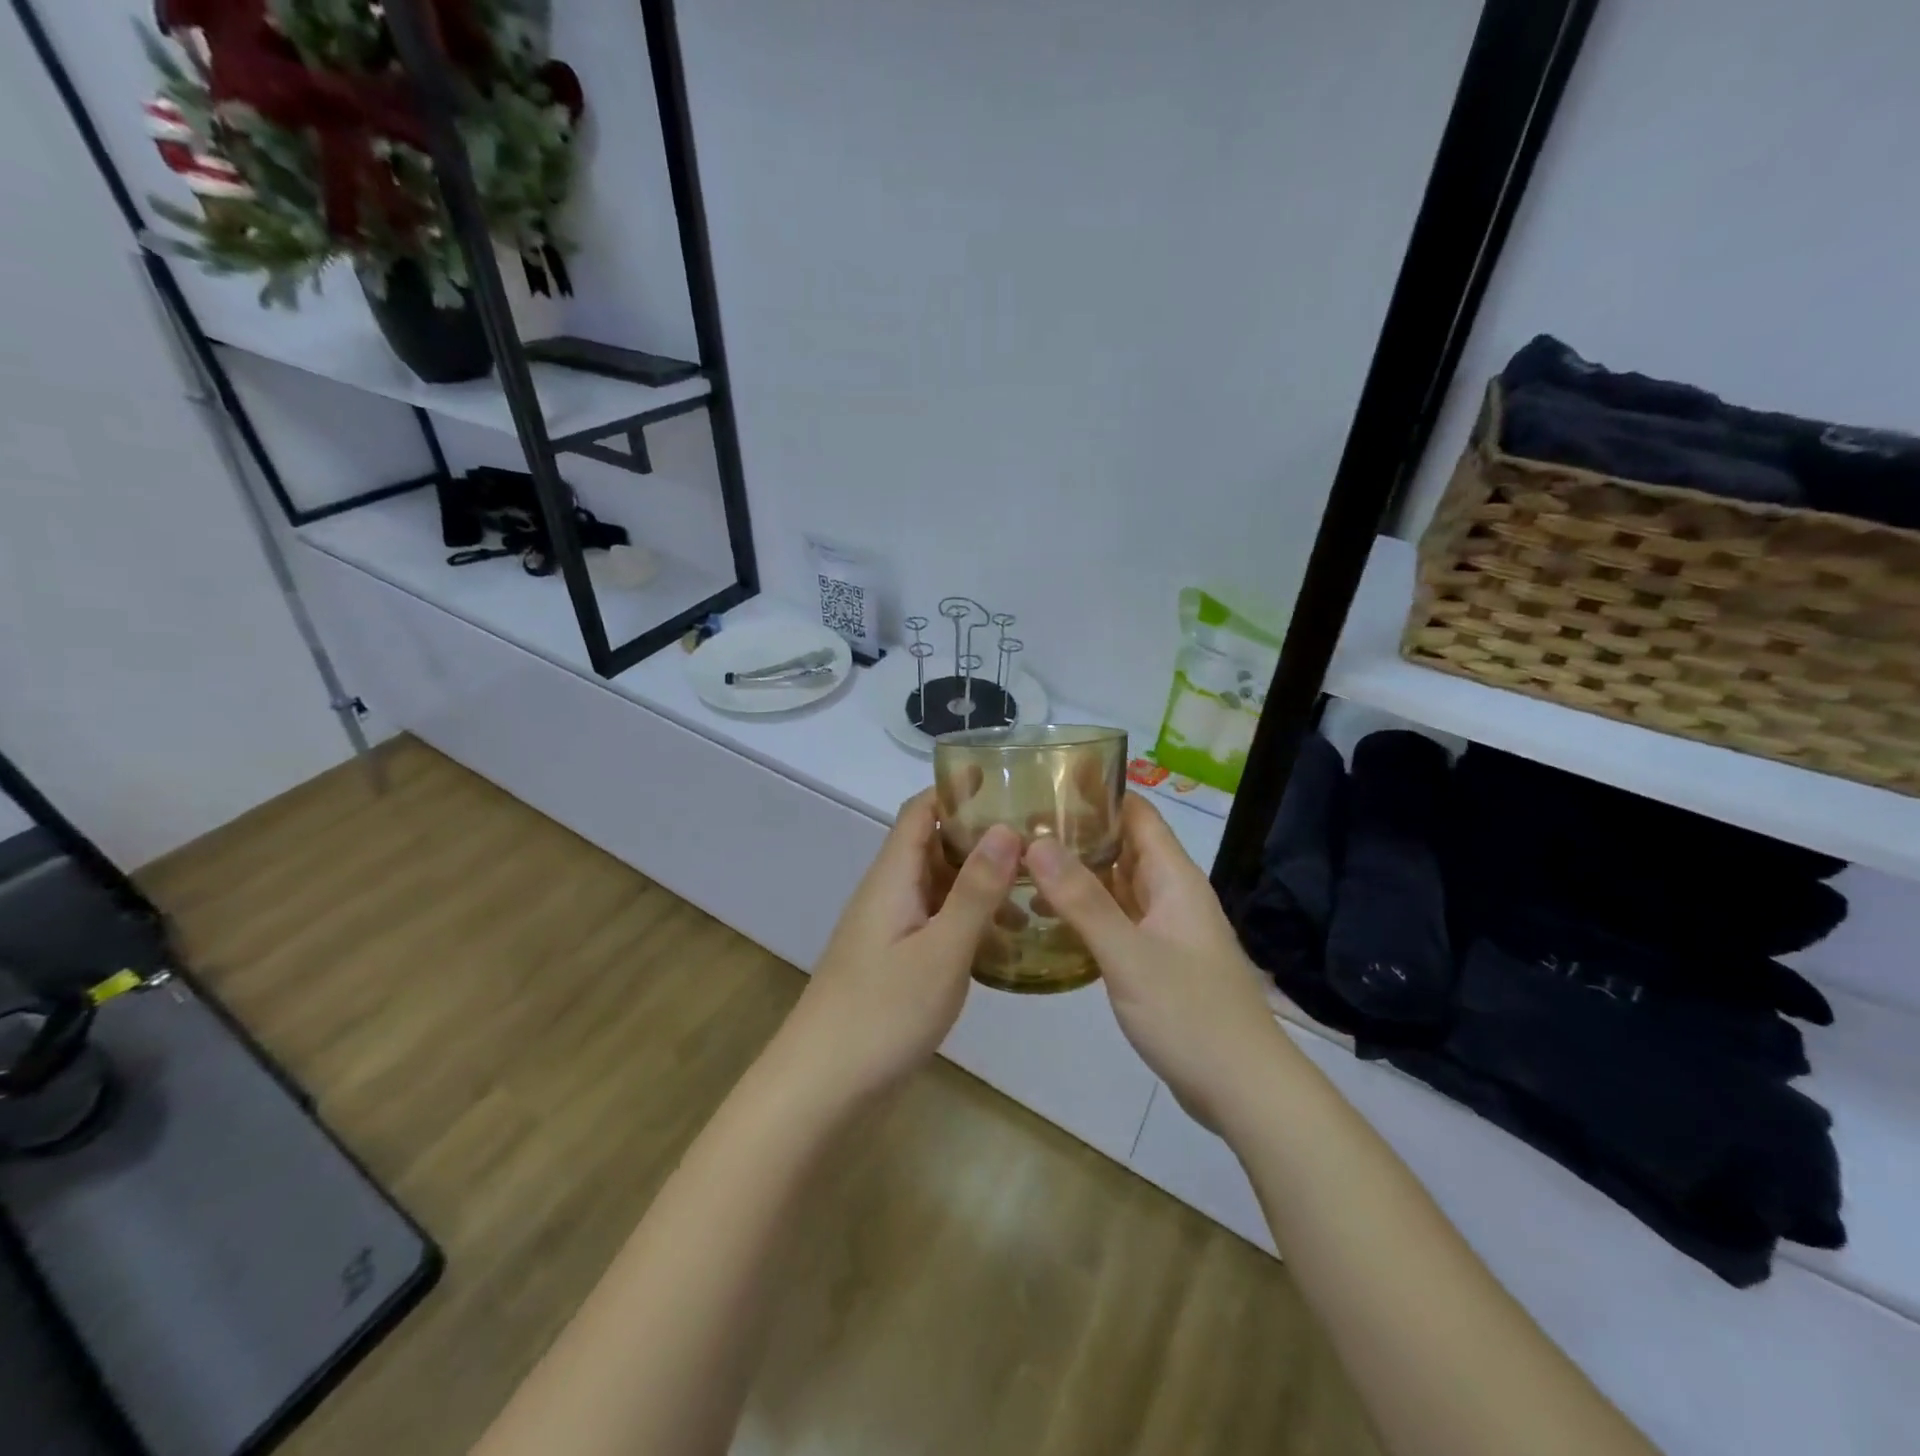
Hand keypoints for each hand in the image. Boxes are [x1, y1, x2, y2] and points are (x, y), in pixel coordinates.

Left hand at [778, 790, 1019, 1105]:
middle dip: (981, 835)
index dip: (958, 789)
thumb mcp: (941, 950)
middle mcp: (888, 892)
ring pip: (938, 885)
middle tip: (1039, 837)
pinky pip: (935, 920)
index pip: (921, 811)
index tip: (1008, 781)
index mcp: (892, 876)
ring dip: (979, 880)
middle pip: (932, 844)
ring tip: (1035, 888)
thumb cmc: (882, 1013)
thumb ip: (975, 891)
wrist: (821, 1086)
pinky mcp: (893, 959)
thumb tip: (1007, 828)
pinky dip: (968, 917)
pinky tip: (1005, 938)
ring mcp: (889, 927)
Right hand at [1026, 794, 1287, 1132]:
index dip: (1099, 792)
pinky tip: (1052, 916)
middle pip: (1125, 846)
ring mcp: (1167, 929)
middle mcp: (1172, 894)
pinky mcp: (1160, 960)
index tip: (1048, 780)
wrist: (1245, 1090)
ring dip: (1081, 872)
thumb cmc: (1190, 1014)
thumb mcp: (1129, 955)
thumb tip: (1035, 842)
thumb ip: (1082, 900)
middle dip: (1080, 831)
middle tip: (1020, 822)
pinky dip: (1089, 910)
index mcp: (1174, 879)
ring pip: (1120, 885)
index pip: (1137, 814)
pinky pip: (1120, 919)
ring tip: (1025, 862)